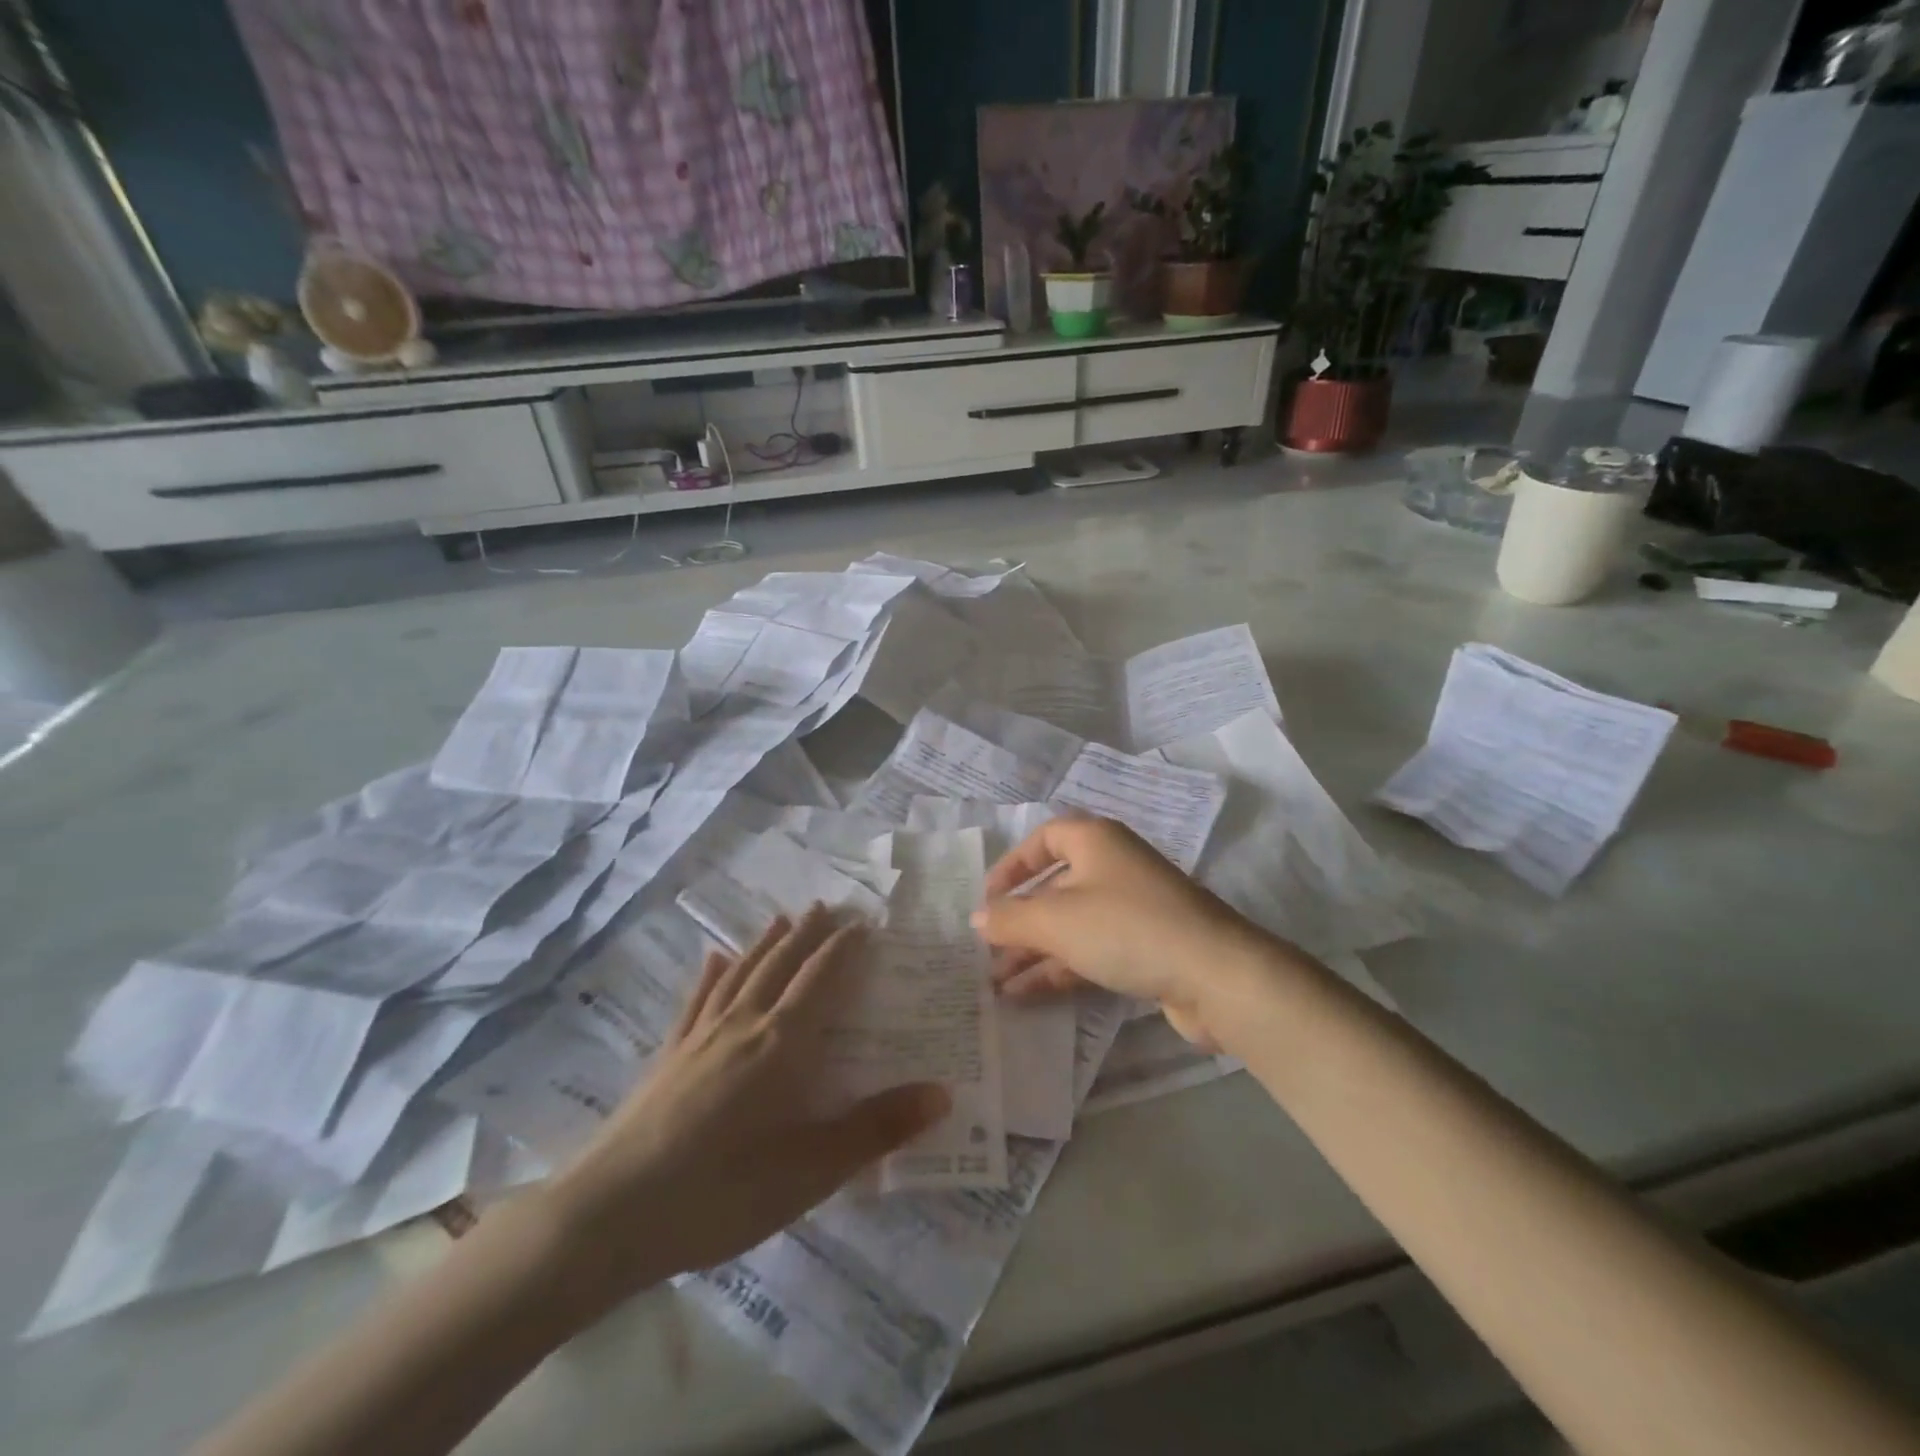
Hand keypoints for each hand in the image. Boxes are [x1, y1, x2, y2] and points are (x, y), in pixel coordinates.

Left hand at [542, 906, 947, 1320]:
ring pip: (741, 974)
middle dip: (806, 934)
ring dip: (764, 944)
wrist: (608, 1217)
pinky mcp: (668, 1057)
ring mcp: (699, 1038)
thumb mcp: (811, 1171)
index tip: (862, 923)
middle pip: (780, 965)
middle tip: (826, 906)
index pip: (820, 980)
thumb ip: (877, 1130)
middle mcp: (742, 1025)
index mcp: (781, 1044)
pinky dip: (711, 976)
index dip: (843, 949)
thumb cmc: (721, 1194)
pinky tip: (713, 961)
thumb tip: (943, 1092)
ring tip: (780, 919)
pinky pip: (696, 1001)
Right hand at [972, 817, 1276, 1048]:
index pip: (1044, 839)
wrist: (1215, 975)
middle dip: (1019, 921)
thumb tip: (977, 918)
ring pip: (1071, 925)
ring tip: (996, 984)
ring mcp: (1132, 909)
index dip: (1012, 865)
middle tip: (986, 952)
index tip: (988, 899)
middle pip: (1055, 887)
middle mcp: (1113, 867)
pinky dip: (1060, 969)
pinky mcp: (1146, 947)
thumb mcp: (1056, 920)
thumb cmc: (1125, 928)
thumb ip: (1010, 918)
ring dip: (1034, 952)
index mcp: (1095, 841)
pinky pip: (1091, 950)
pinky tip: (1027, 995)